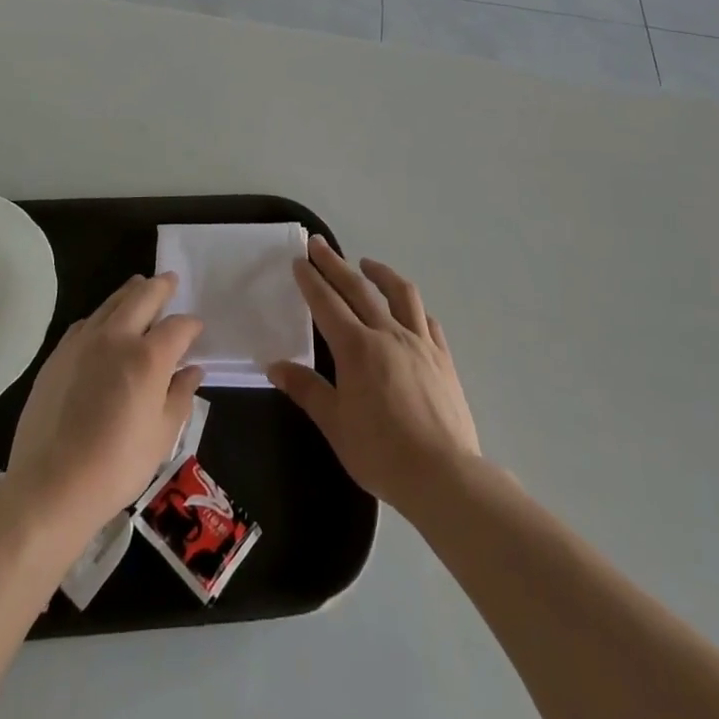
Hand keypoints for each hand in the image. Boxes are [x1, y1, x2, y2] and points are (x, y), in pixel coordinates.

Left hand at [6, 273, 204, 537]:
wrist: (50, 486)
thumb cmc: (116, 466)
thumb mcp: (162, 436)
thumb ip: (180, 396)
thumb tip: (193, 370)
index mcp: (148, 357)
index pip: (178, 326)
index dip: (191, 325)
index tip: (196, 330)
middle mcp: (117, 337)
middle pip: (143, 296)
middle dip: (161, 286)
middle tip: (170, 280)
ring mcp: (83, 342)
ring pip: (111, 302)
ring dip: (130, 292)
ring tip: (139, 287)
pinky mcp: (58, 355)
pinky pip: (86, 322)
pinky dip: (102, 315)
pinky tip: (104, 324)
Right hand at [268, 237, 479, 518]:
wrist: (443, 475)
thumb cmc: (381, 452)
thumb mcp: (335, 425)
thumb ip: (307, 390)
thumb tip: (275, 366)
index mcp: (356, 348)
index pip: (327, 303)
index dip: (312, 280)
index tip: (301, 259)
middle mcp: (387, 334)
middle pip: (358, 289)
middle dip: (335, 264)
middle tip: (320, 244)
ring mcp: (419, 342)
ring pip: (400, 293)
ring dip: (380, 273)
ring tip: (367, 264)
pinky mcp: (442, 357)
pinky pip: (427, 320)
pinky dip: (413, 307)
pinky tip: (409, 310)